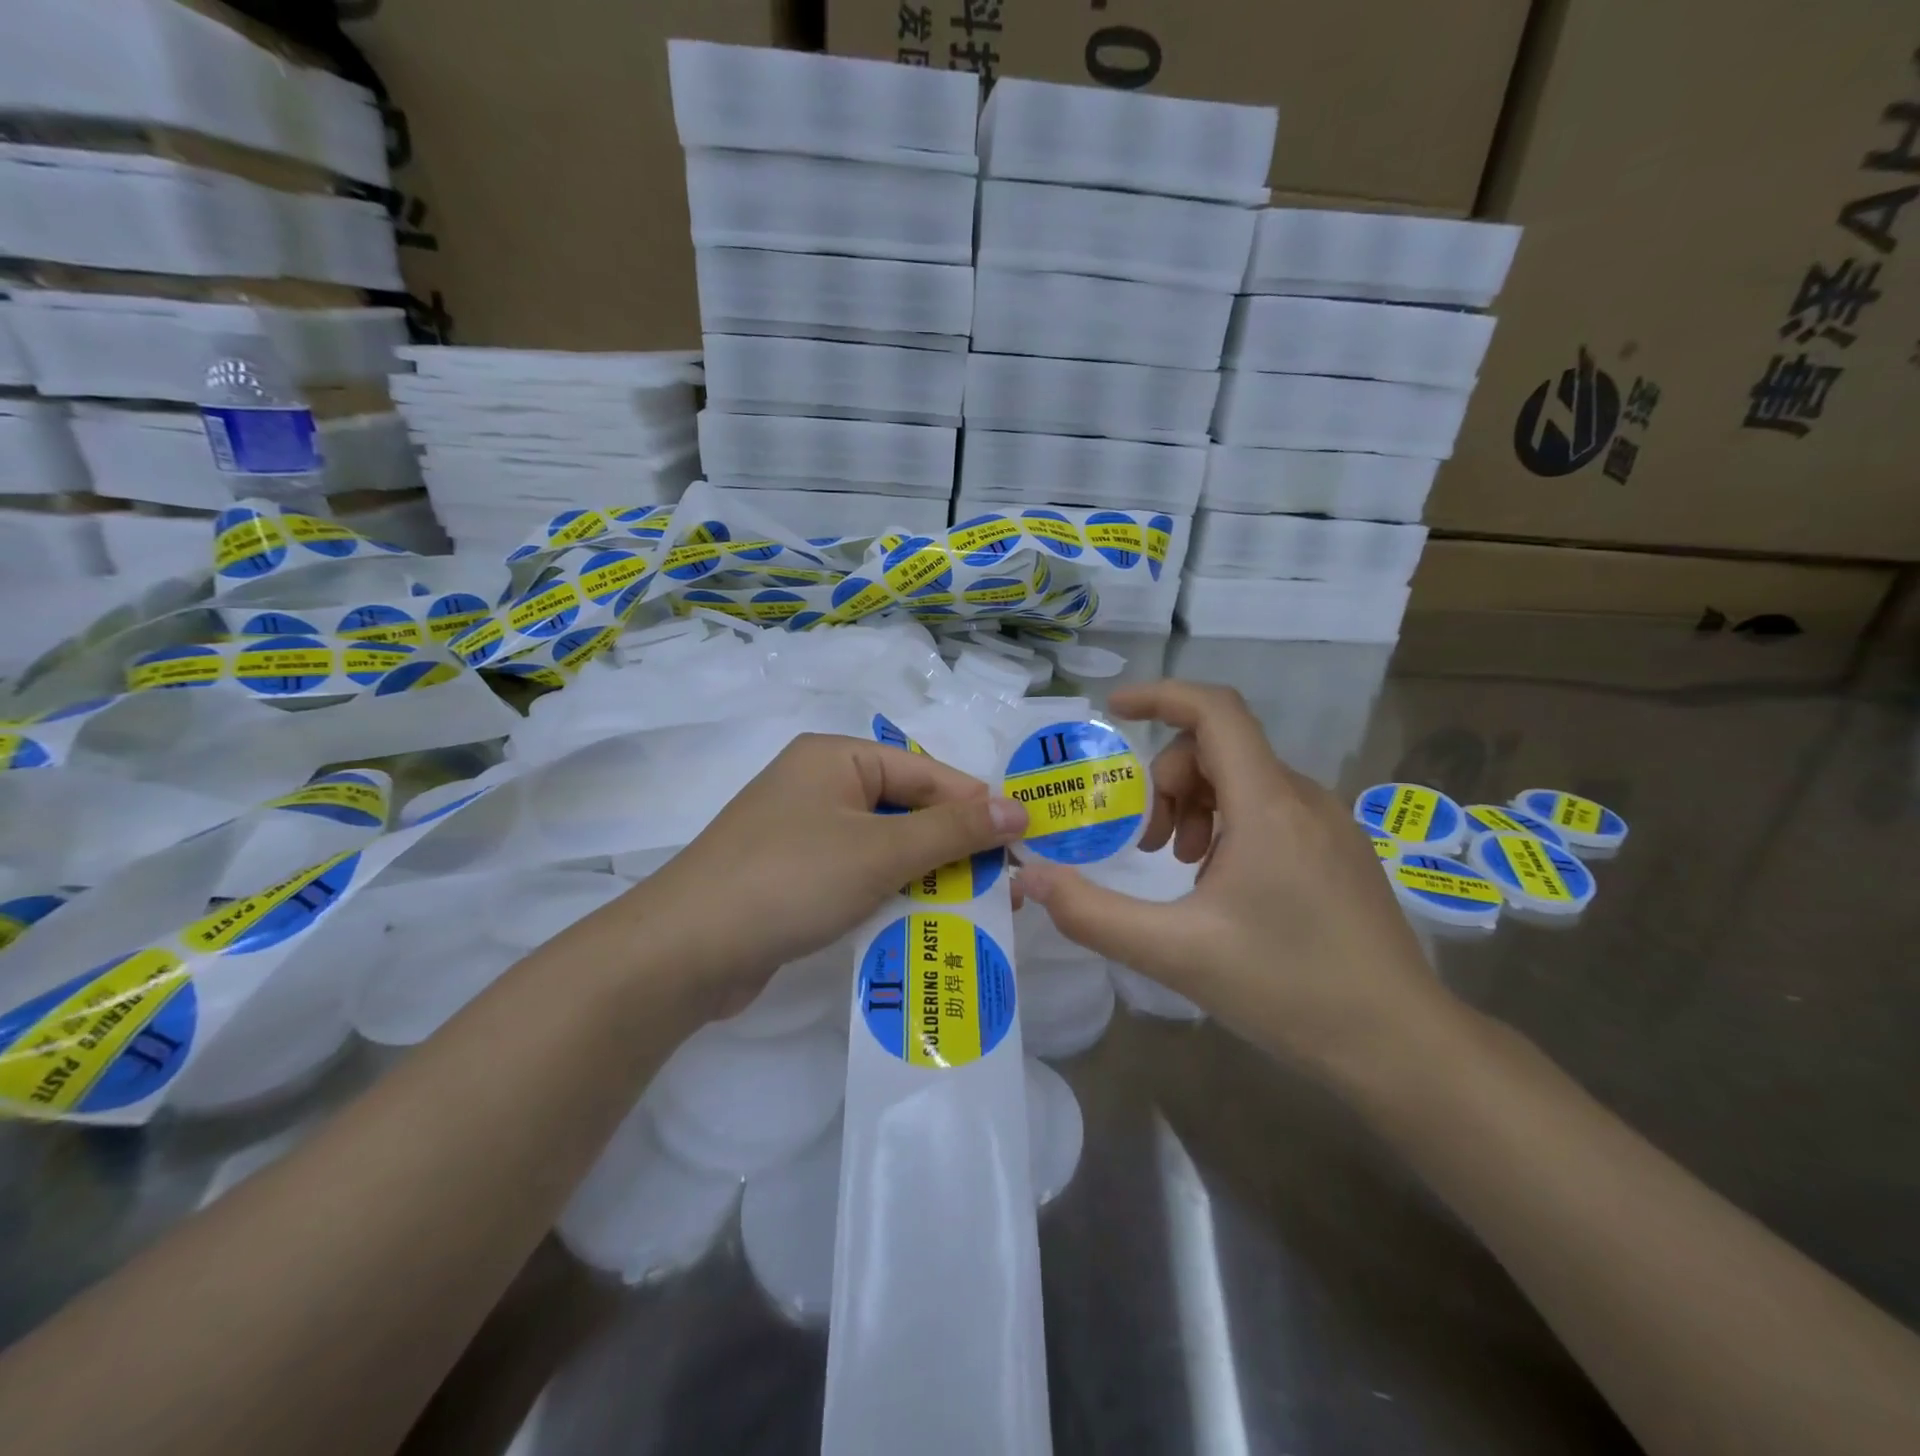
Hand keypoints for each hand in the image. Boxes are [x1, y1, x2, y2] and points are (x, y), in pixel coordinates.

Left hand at [627, 732, 1027, 1017]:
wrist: (684, 951)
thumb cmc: (791, 880)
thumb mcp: (881, 851)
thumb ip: (953, 831)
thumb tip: (1018, 809)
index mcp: (837, 757)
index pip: (926, 773)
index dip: (977, 807)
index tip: (1025, 841)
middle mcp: (819, 784)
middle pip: (907, 808)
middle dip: (953, 847)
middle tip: (1004, 883)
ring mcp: (803, 832)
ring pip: (885, 846)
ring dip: (926, 875)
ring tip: (975, 906)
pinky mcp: (793, 876)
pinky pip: (858, 874)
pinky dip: (890, 894)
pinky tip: (921, 921)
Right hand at [1016, 681, 1451, 1082]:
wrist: (1402, 1045)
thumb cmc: (1289, 990)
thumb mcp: (1175, 953)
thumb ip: (1093, 914)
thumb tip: (1030, 878)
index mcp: (1267, 805)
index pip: (1214, 711)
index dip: (1160, 696)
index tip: (1113, 710)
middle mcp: (1302, 798)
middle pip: (1219, 747)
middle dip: (1166, 780)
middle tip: (1147, 844)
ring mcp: (1328, 823)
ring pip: (1243, 778)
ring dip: (1195, 805)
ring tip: (1182, 867)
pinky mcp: (1338, 850)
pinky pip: (1269, 807)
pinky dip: (1227, 824)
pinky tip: (1222, 884)